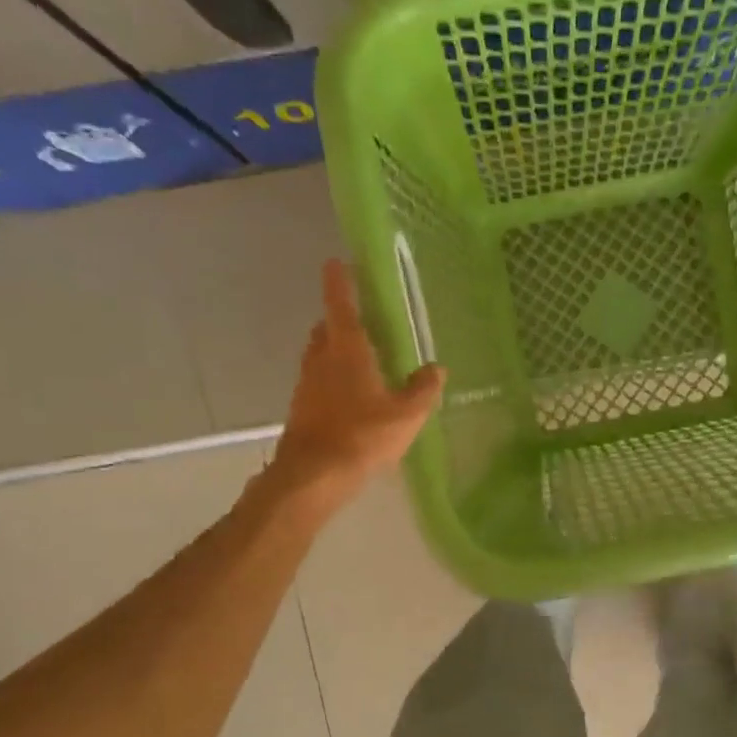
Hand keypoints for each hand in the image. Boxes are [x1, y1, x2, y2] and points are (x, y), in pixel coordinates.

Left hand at [271, 260, 445, 501]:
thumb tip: (435, 368)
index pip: (341, 304)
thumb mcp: (406, 415)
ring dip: (335, 351)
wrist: (314, 474)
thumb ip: (423, 389)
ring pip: (320, 356)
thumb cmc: (362, 436)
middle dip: (341, 320)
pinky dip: (332, 380)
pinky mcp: (302, 408)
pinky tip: (350, 399)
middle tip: (362, 322)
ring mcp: (307, 384)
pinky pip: (318, 382)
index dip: (339, 282)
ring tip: (361, 361)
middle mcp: (321, 359)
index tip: (336, 262)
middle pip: (327, 329)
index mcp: (347, 349)